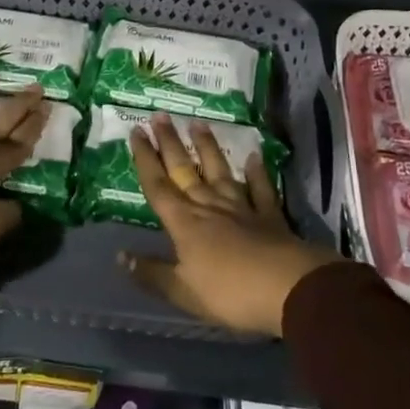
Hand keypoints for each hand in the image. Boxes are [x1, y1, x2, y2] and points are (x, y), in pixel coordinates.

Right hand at [119, 113, 337, 336]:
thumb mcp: (183, 293)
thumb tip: (121, 256)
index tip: (136, 131)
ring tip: (199, 123)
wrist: (289, 289)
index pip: (158, 186)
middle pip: (185, 170)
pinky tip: (254, 156)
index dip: (145, 159)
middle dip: (170, 143)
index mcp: (185, 223)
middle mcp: (209, 206)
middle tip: (160, 116)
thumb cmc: (230, 293)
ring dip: (208, 147)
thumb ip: (152, 273)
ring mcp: (241, 207)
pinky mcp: (269, 215)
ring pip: (220, 172)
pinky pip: (261, 189)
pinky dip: (257, 172)